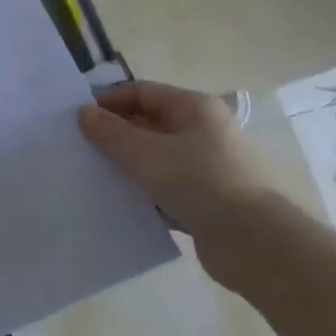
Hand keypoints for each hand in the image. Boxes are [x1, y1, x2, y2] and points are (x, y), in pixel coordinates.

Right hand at [79, 82, 287, 290]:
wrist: (256, 244)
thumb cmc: (200, 183)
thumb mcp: (146, 154)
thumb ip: (111, 133)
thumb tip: (84, 112)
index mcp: (194, 108)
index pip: (142, 92)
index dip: (109, 101)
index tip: (78, 119)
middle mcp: (203, 131)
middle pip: (149, 123)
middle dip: (116, 134)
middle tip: (81, 149)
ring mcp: (207, 166)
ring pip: (157, 158)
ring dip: (128, 165)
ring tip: (95, 176)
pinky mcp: (207, 200)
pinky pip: (167, 188)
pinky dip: (145, 192)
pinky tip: (121, 203)